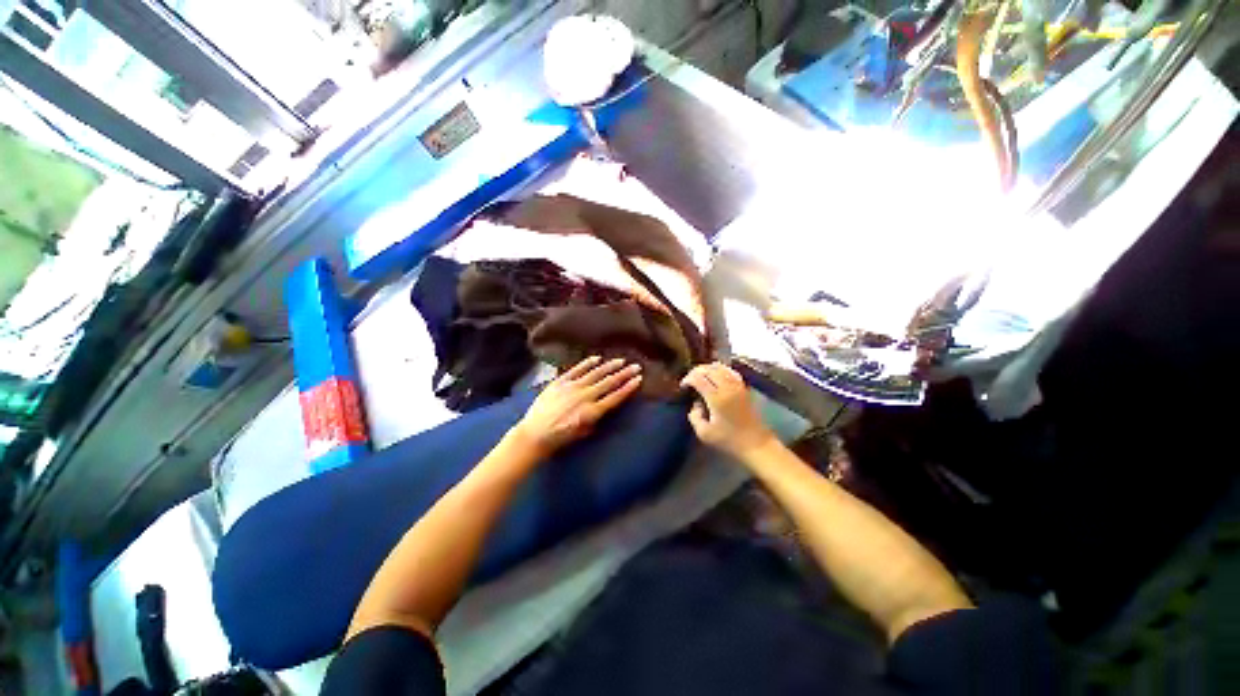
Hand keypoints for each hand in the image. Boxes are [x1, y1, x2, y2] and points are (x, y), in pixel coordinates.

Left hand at [512, 357, 642, 457]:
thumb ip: (594, 421)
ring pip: (595, 373)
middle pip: (609, 382)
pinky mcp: (560, 382)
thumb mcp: (582, 433)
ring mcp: (572, 387)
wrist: (534, 434)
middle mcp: (585, 396)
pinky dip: (587, 363)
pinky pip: (576, 369)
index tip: (638, 379)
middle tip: (636, 366)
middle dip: (624, 374)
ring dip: (610, 366)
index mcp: (591, 412)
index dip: (628, 388)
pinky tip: (597, 358)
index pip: (615, 397)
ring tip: (621, 361)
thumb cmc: (559, 439)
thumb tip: (602, 409)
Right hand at [681, 363, 775, 458]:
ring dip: (707, 368)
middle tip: (689, 381)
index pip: (698, 378)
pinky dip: (720, 369)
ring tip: (700, 376)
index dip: (687, 379)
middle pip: (708, 369)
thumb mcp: (704, 433)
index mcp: (716, 398)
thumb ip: (694, 416)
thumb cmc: (729, 440)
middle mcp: (727, 387)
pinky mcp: (744, 387)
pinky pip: (730, 371)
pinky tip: (715, 373)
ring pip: (719, 367)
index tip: (682, 387)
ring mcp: (737, 385)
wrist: (756, 444)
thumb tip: (695, 404)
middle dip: (695, 372)